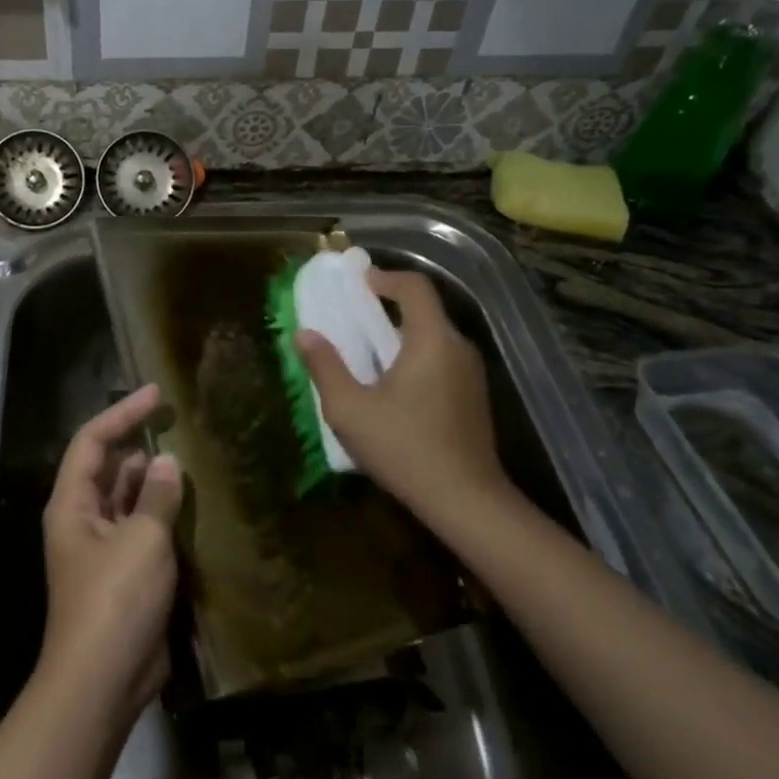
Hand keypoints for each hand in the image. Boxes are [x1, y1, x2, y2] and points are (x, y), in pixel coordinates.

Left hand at [39, 384, 183, 730]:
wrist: (103, 681)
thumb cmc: (115, 601)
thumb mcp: (141, 540)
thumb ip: (157, 497)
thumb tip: (168, 462)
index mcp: (73, 503)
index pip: (92, 441)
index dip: (122, 413)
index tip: (156, 394)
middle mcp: (84, 518)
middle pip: (110, 467)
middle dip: (142, 445)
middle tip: (182, 425)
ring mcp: (104, 547)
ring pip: (130, 498)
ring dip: (157, 481)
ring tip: (195, 458)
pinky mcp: (126, 572)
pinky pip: (144, 529)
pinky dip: (165, 514)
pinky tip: (196, 504)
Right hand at [295, 268, 515, 526]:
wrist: (466, 501)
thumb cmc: (404, 448)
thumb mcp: (350, 409)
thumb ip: (325, 367)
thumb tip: (304, 334)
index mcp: (432, 340)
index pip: (415, 287)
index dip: (384, 277)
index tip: (356, 283)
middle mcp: (458, 348)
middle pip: (425, 310)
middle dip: (387, 307)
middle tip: (352, 317)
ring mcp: (472, 374)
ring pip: (433, 337)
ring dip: (400, 335)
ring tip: (366, 352)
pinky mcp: (474, 397)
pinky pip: (441, 360)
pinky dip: (415, 357)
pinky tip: (392, 386)